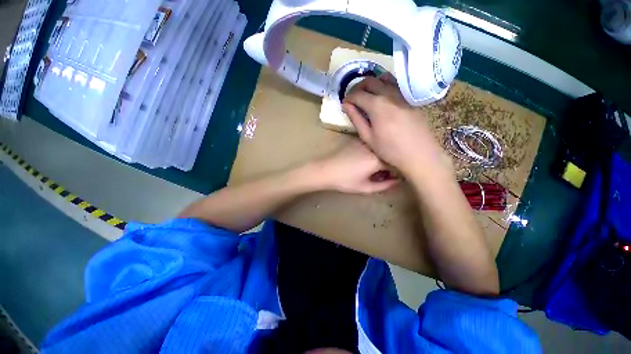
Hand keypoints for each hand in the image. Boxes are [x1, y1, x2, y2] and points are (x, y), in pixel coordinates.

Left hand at [316, 140, 397, 193]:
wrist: (325, 170)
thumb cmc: (344, 181)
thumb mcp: (365, 188)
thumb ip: (384, 185)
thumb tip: (397, 181)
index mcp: (377, 160)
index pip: (396, 163)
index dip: (397, 171)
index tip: (395, 177)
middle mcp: (373, 147)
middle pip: (389, 154)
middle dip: (390, 164)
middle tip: (384, 174)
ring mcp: (365, 142)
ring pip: (380, 149)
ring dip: (381, 158)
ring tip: (374, 168)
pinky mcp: (357, 140)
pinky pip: (371, 146)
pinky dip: (373, 153)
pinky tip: (365, 161)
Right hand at [342, 74, 449, 177]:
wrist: (420, 154)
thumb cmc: (390, 150)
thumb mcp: (368, 138)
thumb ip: (356, 119)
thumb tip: (346, 105)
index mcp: (377, 105)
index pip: (358, 94)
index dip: (348, 98)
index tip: (344, 104)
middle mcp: (389, 94)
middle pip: (370, 81)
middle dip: (357, 87)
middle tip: (353, 99)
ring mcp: (402, 94)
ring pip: (383, 78)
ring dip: (371, 84)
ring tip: (366, 96)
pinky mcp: (410, 98)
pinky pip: (395, 84)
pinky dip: (384, 85)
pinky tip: (382, 97)